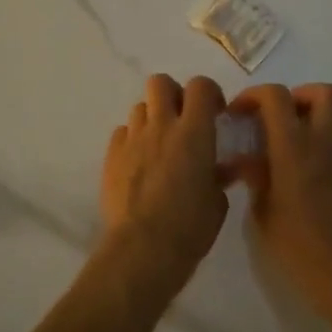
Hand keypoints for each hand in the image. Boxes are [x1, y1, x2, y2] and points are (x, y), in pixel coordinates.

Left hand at [100, 74, 230, 290]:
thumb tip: (220, 168)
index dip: (209, 93)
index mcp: (194, 132)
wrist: (143, 249)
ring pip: (139, 107)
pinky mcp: (111, 155)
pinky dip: (132, 140)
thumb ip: (218, 176)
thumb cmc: (190, 227)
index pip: (200, 86)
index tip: (215, 113)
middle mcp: (161, 126)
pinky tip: (139, 162)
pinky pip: (122, 133)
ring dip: (152, 118)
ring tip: (159, 144)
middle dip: (172, 94)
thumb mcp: (217, 202)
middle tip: (182, 119)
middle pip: (160, 83)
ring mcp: (133, 139)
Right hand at [229, 83, 331, 327]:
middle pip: (323, 92)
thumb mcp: (261, 209)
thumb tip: (246, 158)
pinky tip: (305, 164)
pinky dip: (323, 137)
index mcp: (294, 147)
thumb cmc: (296, 243)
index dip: (253, 96)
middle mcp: (324, 141)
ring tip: (291, 138)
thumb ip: (255, 174)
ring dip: (314, 114)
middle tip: (276, 118)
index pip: (276, 97)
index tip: (238, 113)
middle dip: (297, 96)